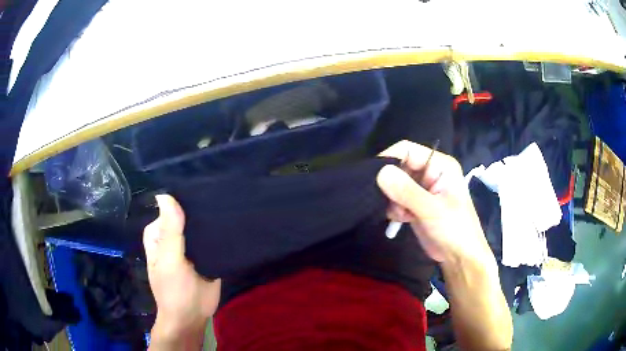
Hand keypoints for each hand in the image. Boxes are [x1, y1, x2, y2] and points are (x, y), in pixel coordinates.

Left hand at [144, 195, 219, 347]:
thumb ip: (170, 231)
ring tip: (230, 203)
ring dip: (211, 219)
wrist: (192, 317)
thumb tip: (164, 195)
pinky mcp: (207, 254)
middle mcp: (173, 236)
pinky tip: (233, 222)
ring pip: (200, 225)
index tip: (202, 184)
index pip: (169, 208)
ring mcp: (190, 245)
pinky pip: (212, 239)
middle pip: (185, 214)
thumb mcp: (169, 260)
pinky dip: (220, 233)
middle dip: (200, 206)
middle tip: (221, 192)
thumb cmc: (174, 290)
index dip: (182, 198)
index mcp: (159, 234)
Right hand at [377, 140, 493, 265]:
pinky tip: (403, 219)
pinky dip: (396, 209)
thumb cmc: (454, 230)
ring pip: (395, 184)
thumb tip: (380, 173)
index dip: (389, 159)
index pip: (408, 150)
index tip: (374, 178)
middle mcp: (431, 172)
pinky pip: (396, 198)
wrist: (459, 257)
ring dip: (394, 200)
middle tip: (394, 204)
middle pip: (399, 167)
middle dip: (392, 186)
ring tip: (403, 215)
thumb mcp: (432, 209)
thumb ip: (407, 191)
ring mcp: (423, 188)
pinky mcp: (416, 203)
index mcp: (440, 165)